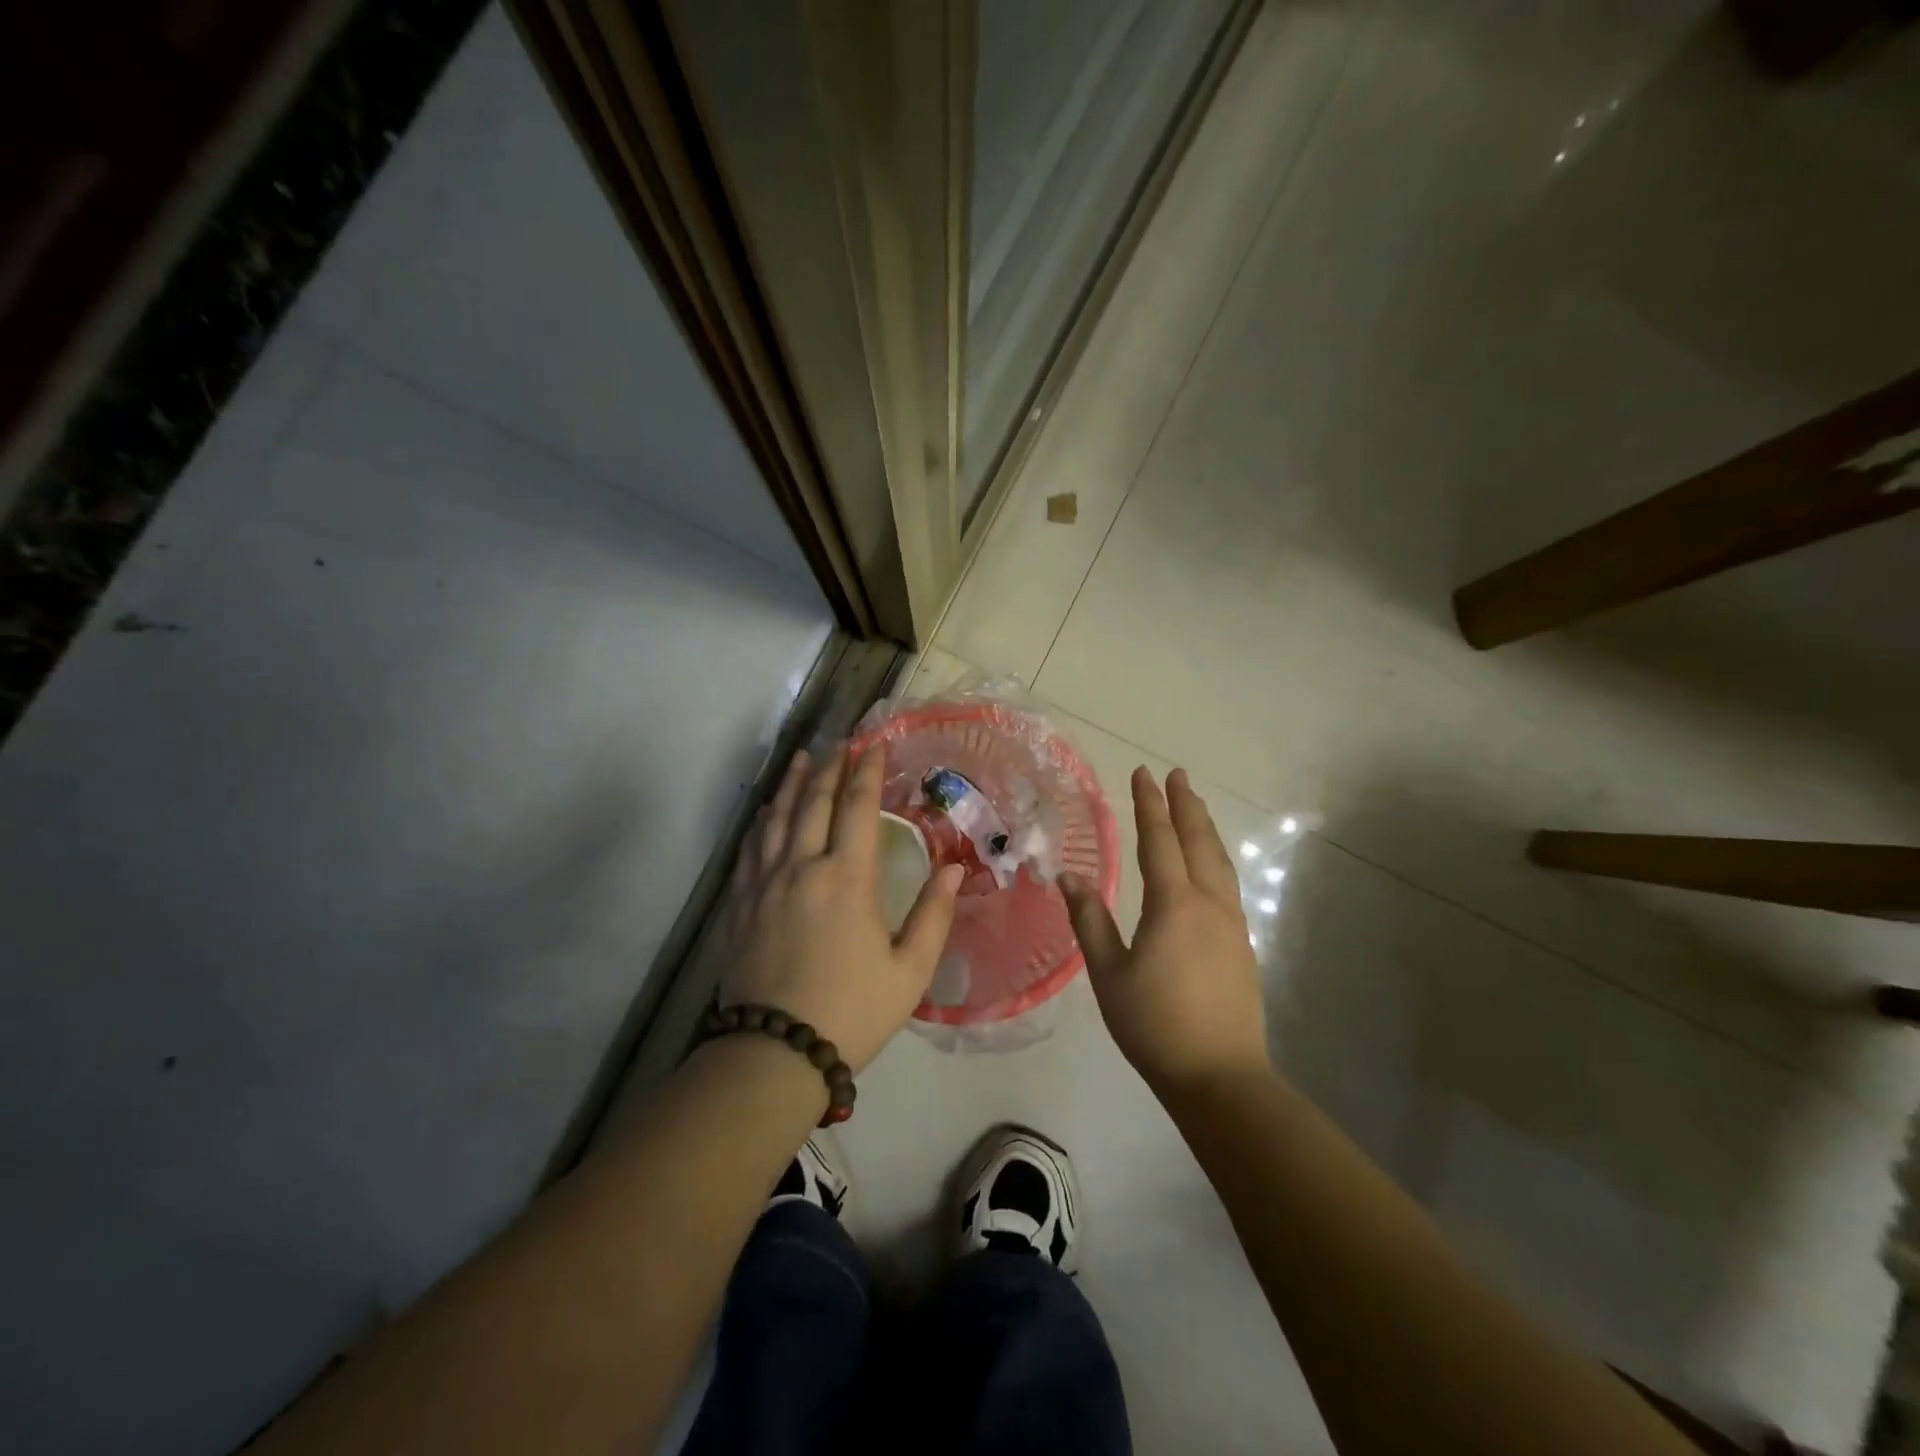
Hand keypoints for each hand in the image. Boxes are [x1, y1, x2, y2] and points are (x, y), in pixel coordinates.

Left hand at [717, 746, 963, 1071]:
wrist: (775, 1052)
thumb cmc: (852, 1010)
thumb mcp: (910, 970)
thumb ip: (934, 915)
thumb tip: (953, 867)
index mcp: (847, 878)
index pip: (857, 806)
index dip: (867, 771)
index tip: (874, 745)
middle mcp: (802, 867)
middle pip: (813, 801)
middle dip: (830, 766)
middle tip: (840, 742)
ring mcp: (764, 883)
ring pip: (776, 817)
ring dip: (792, 783)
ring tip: (802, 758)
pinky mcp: (740, 903)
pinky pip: (750, 847)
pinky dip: (762, 820)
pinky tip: (766, 812)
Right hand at [1061, 767, 1270, 1094]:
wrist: (1220, 1076)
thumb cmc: (1154, 1024)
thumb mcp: (1108, 973)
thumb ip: (1089, 920)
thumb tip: (1068, 875)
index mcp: (1174, 904)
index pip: (1159, 840)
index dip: (1149, 805)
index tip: (1143, 773)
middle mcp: (1209, 903)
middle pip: (1198, 841)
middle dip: (1185, 805)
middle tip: (1177, 775)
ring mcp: (1232, 924)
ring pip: (1219, 861)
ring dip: (1205, 828)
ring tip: (1195, 806)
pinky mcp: (1242, 944)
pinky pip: (1228, 883)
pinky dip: (1216, 858)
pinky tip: (1211, 865)